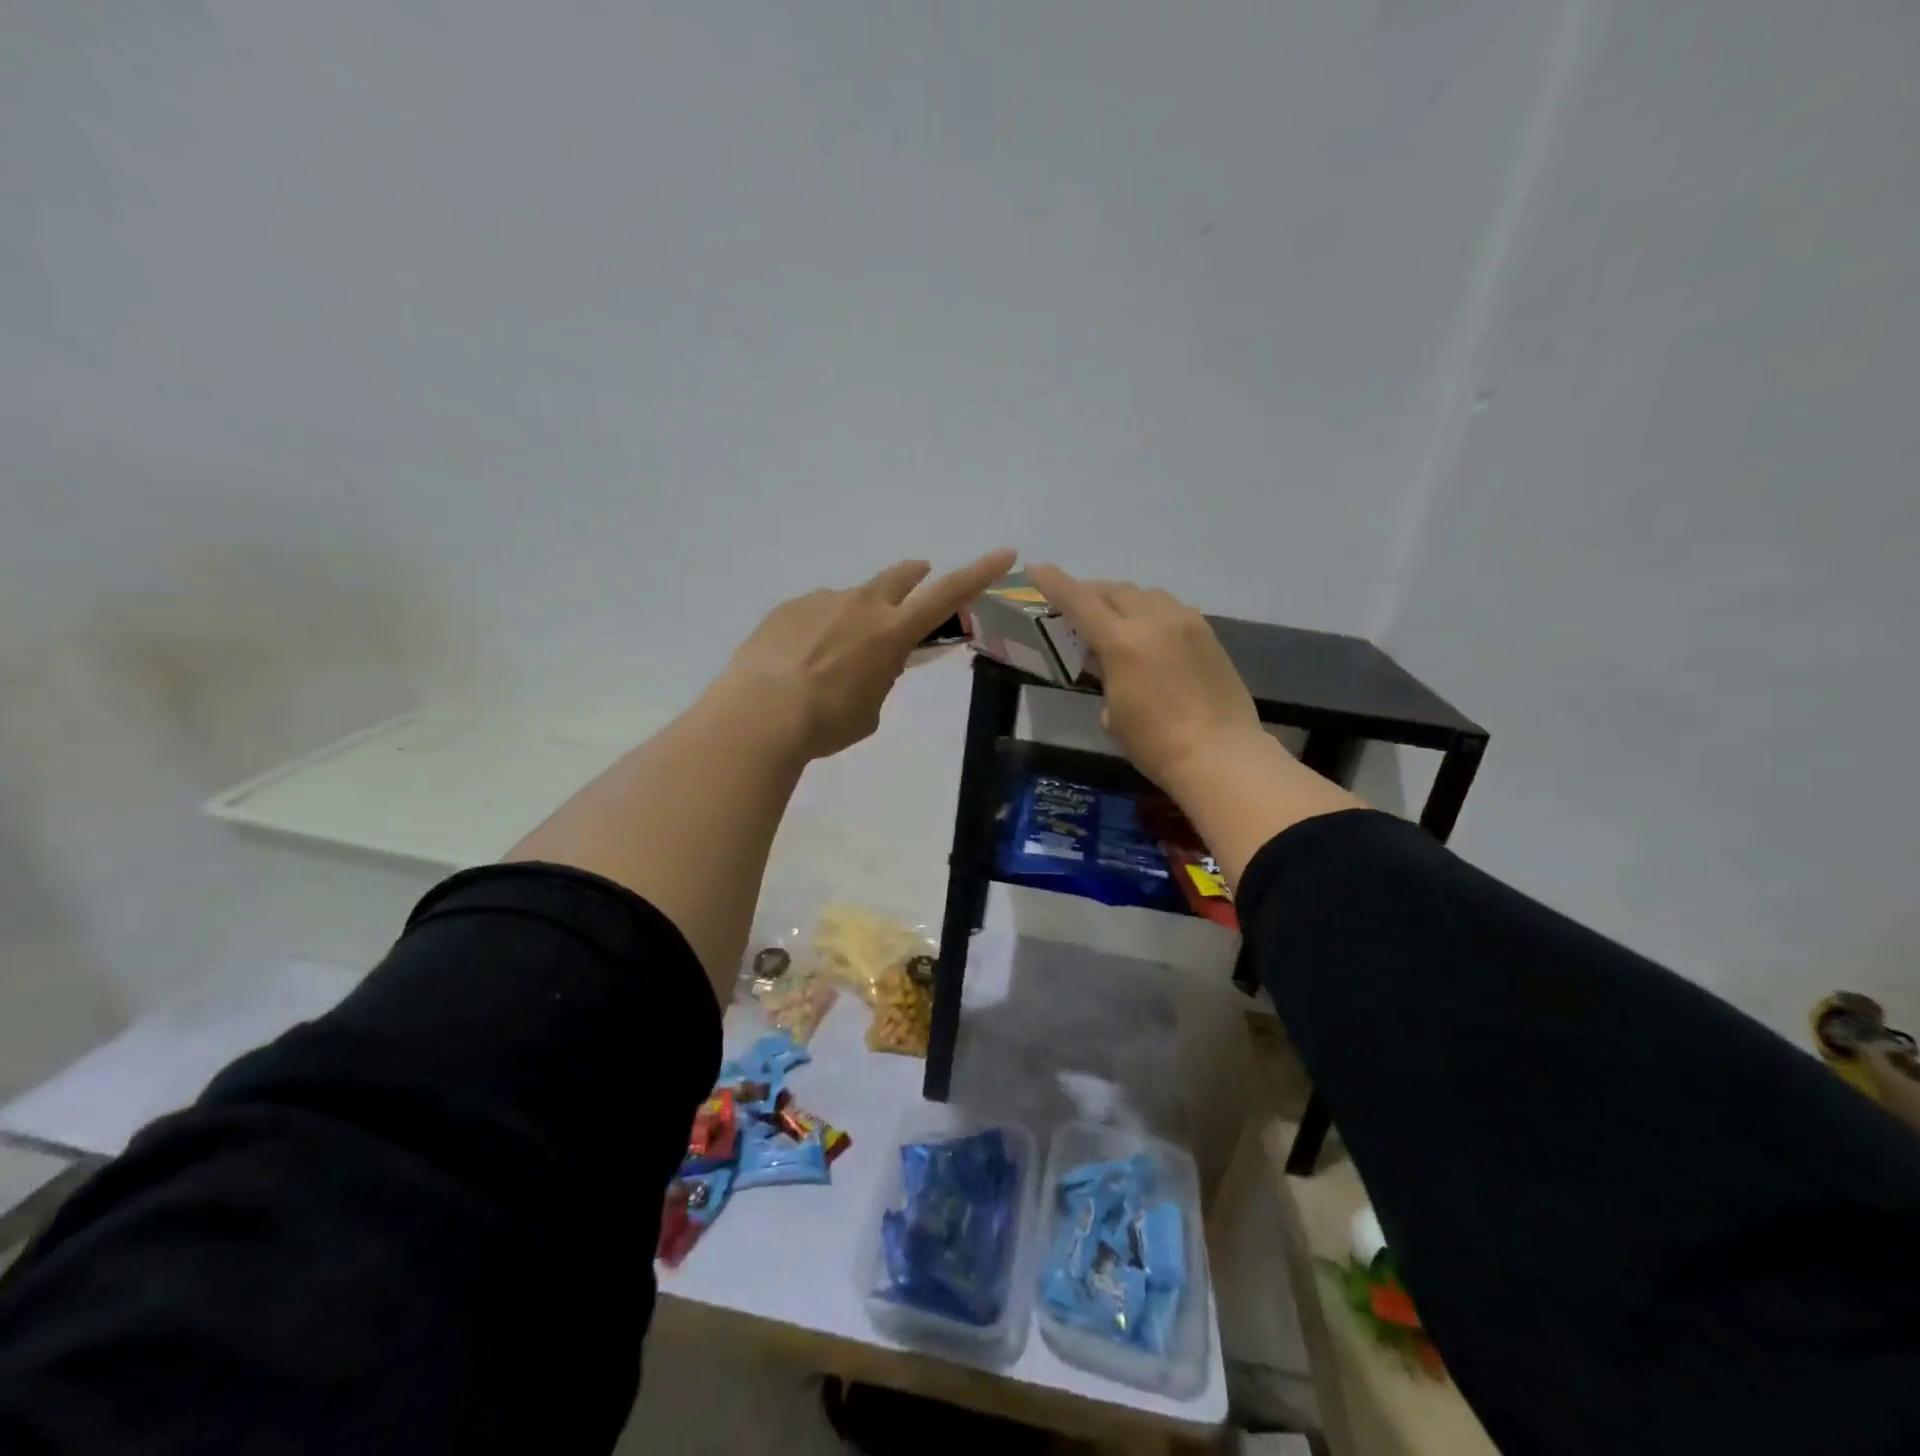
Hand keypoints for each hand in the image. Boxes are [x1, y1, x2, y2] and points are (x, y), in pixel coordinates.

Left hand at [725, 549, 1016, 760]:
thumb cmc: (827, 722)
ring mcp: (821, 601)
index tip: (1004, 553)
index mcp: (893, 631)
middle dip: (914, 577)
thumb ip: (880, 677)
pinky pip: (814, 612)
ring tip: (836, 652)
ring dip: (856, 615)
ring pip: (851, 599)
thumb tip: (871, 661)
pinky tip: (799, 657)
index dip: (979, 574)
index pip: (948, 595)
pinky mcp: (787, 608)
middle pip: (899, 577)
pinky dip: (818, 628)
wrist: (760, 714)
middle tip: (918, 578)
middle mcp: (861, 605)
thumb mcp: (870, 709)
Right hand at [1027, 564, 1264, 792]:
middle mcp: (1154, 620)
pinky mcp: (1209, 635)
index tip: (1036, 568)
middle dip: (1091, 593)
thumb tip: (1112, 667)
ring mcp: (1186, 623)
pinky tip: (1151, 635)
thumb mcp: (1113, 714)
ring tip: (1115, 620)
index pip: (1079, 601)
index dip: (1054, 583)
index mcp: (1122, 642)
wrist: (1221, 755)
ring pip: (1146, 595)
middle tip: (1078, 608)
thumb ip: (1106, 677)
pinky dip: (1152, 614)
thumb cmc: (1155, 744)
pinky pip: (1172, 610)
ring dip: (1124, 601)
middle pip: (1115, 590)